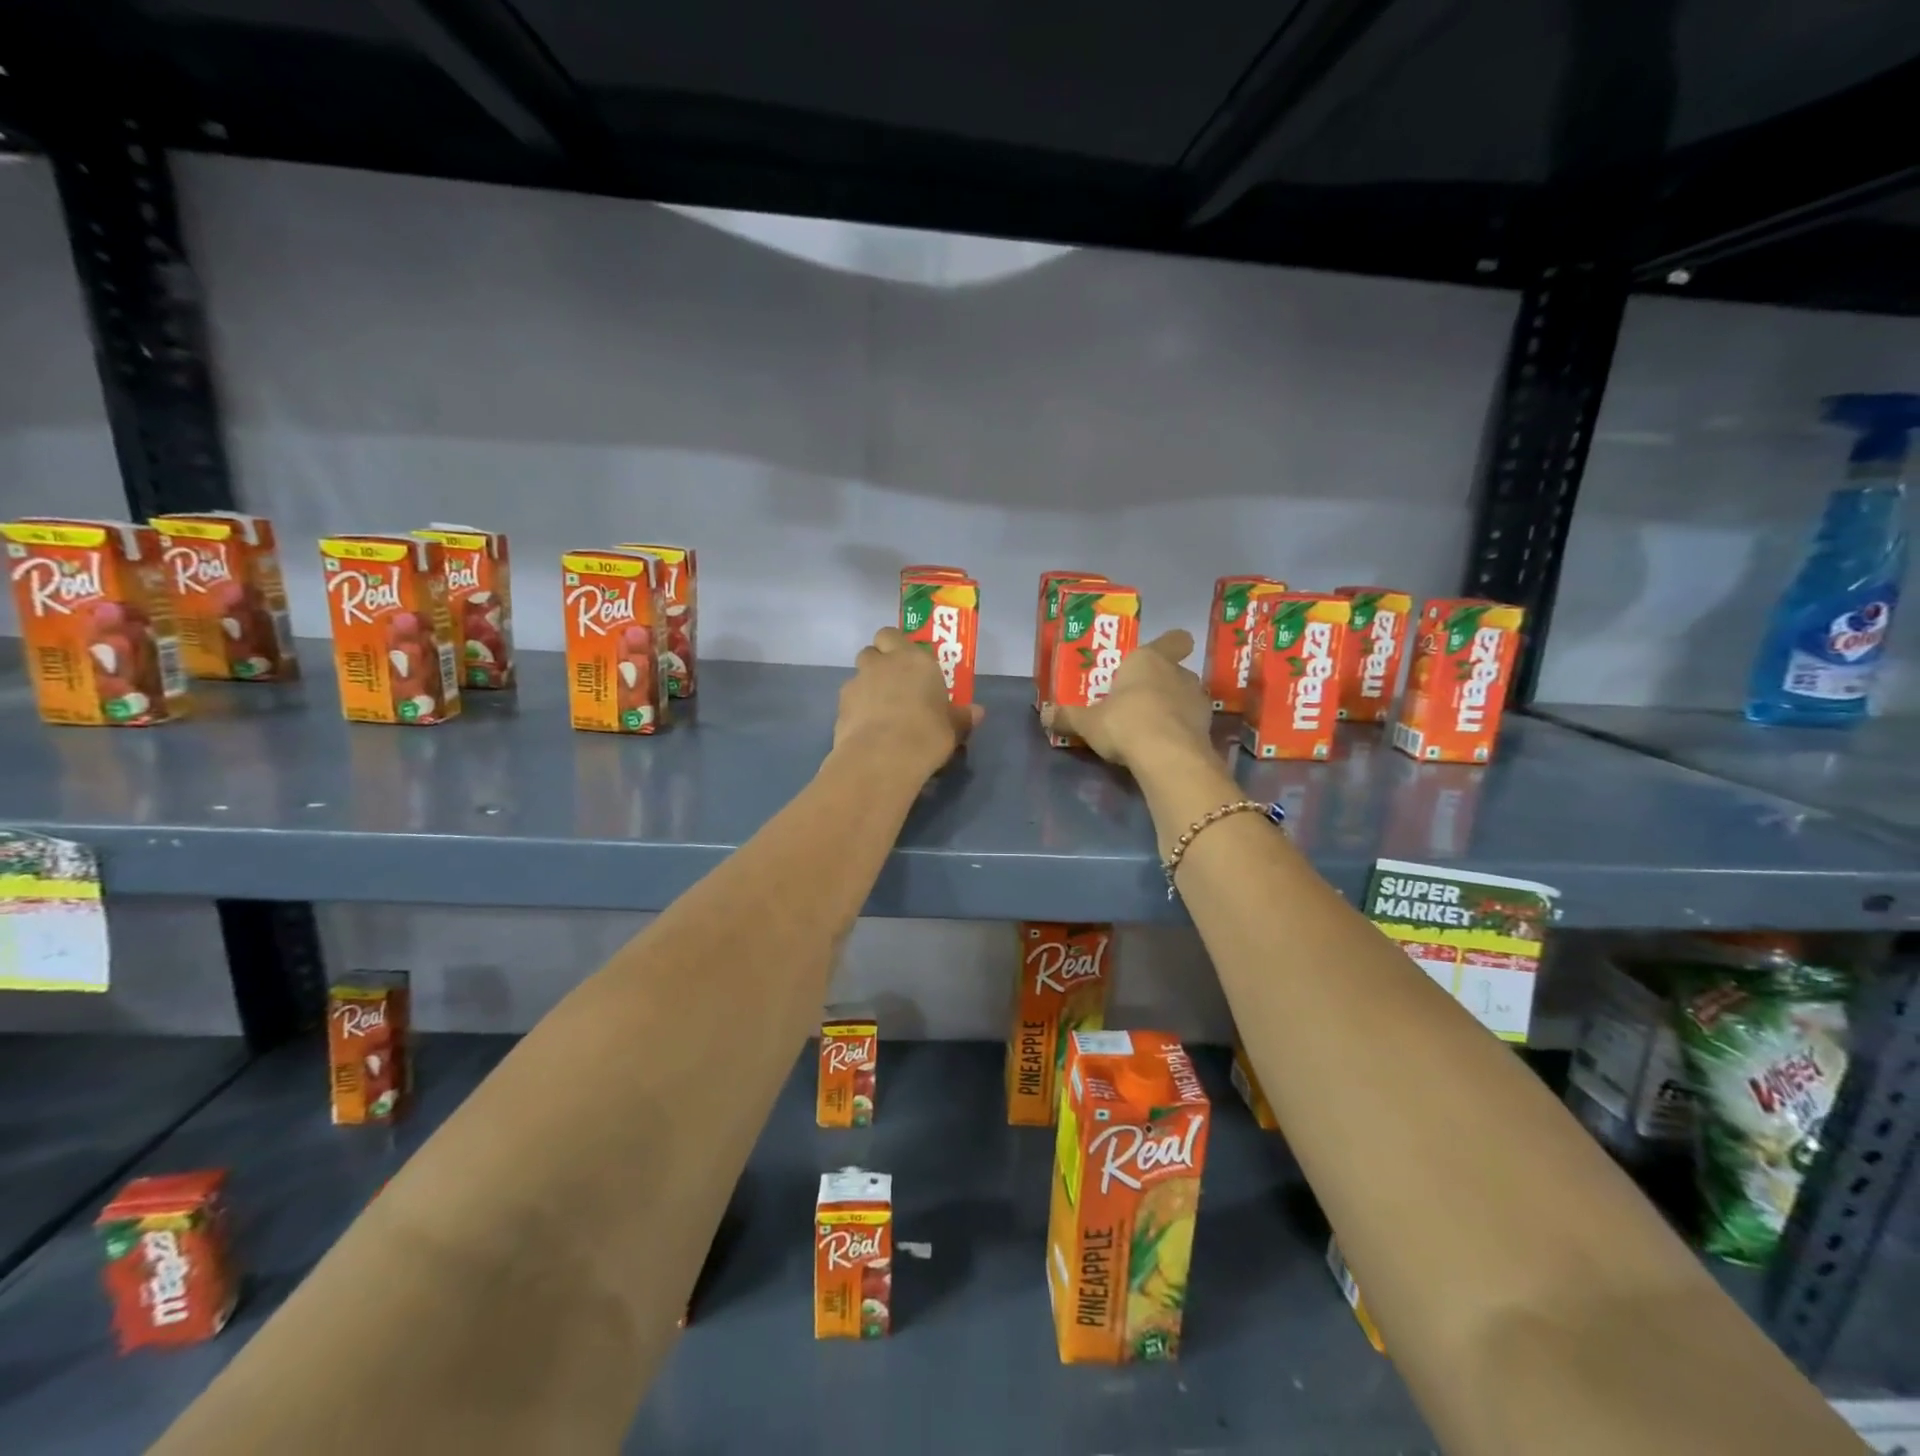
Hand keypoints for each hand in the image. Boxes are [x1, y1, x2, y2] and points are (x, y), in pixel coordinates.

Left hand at [834, 626, 983, 774]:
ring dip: (867, 685)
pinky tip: (868, 729)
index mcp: (914, 659)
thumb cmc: (927, 734)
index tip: (909, 665)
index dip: (898, 647)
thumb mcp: (952, 729)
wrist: (882, 758)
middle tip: (894, 683)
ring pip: (858, 674)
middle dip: (879, 661)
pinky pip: (849, 700)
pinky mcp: (840, 706)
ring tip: (880, 710)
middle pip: (872, 649)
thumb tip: (976, 712)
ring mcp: (857, 682)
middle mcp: (883, 663)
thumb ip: (961, 717)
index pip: (895, 635)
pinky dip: (856, 709)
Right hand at [1043, 629, 1210, 768]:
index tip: (1153, 659)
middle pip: (1174, 670)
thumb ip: (1068, 717)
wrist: (1168, 757)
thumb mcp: (1088, 723)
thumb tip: (1045, 715)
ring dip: (1173, 706)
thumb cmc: (1125, 723)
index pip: (1173, 639)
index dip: (1167, 646)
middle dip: (1160, 683)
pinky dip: (1181, 730)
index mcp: (1148, 659)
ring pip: (1185, 695)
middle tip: (1138, 699)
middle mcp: (1177, 672)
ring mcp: (1197, 699)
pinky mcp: (1207, 726)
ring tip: (1150, 727)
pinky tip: (1164, 745)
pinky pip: (1191, 721)